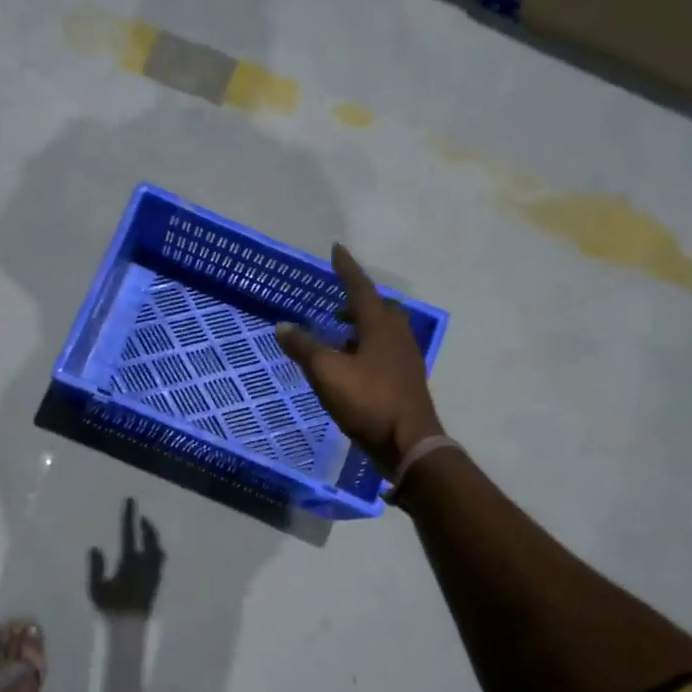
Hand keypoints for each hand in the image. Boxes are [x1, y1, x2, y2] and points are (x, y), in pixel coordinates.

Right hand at [89, 497, 163, 616]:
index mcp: (130, 561)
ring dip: (153, 539)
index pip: (129, 532)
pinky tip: (150, 556)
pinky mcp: (156, 584)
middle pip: (151, 539)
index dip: (130, 516)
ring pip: (158, 550)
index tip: (131, 501)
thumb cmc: (110, 609)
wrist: (129, 630)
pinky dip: (155, 551)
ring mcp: (154, 574)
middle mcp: (146, 564)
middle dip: (147, 527)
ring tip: (147, 535)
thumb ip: (96, 567)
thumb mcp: (97, 588)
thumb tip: (96, 548)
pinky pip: (159, 561)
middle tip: (141, 519)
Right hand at [276, 244, 442, 474]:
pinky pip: (388, 351)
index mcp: (380, 326)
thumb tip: (282, 326)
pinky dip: (370, 348)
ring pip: (386, 330)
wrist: (408, 442)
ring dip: (364, 327)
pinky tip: (355, 367)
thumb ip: (304, 348)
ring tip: (341, 338)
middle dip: (358, 302)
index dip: (346, 268)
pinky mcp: (408, 380)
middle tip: (337, 306)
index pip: (360, 288)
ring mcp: (406, 358)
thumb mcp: (327, 373)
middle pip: (380, 308)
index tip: (336, 249)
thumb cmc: (368, 401)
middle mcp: (398, 335)